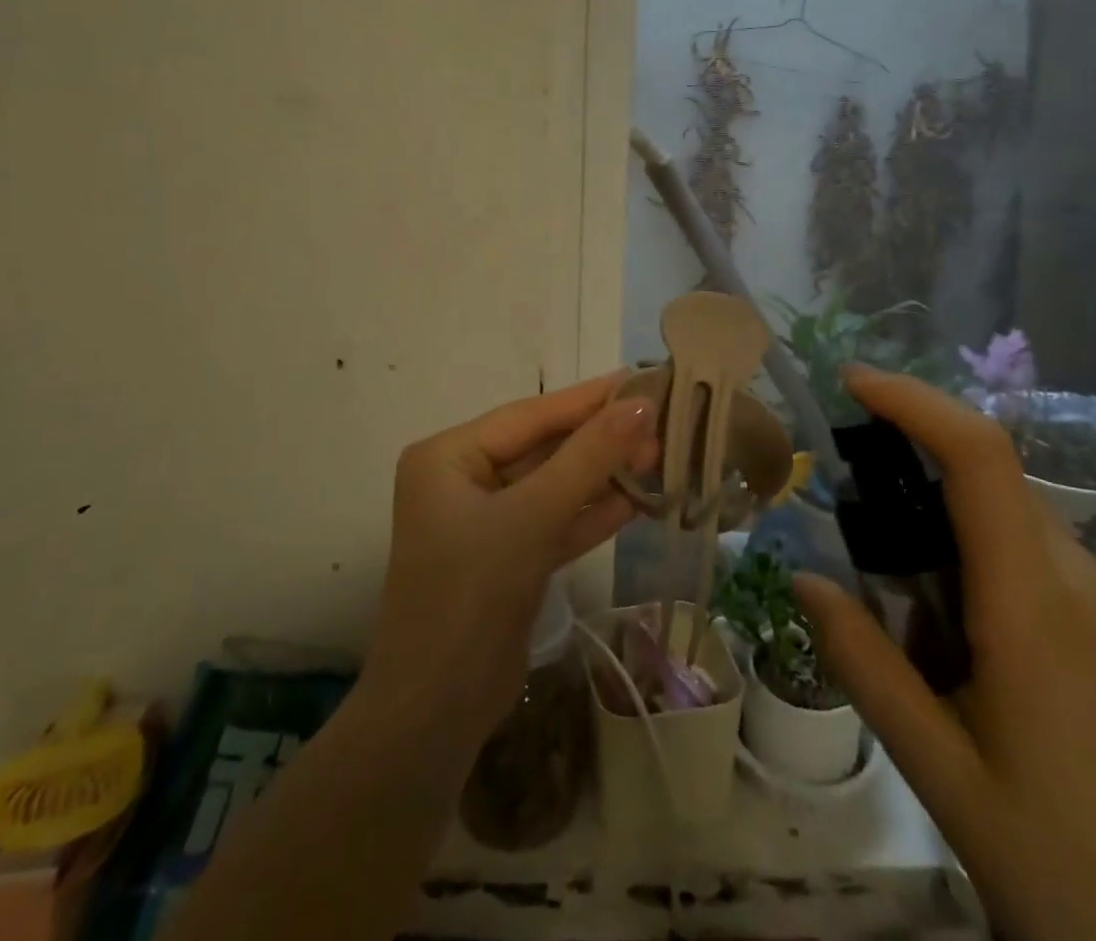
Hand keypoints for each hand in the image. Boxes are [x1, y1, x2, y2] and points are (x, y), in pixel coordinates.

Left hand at [363, 372, 657, 746]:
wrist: (436, 715)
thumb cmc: (472, 594)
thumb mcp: (532, 517)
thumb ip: (587, 459)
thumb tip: (639, 406)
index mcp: (448, 456)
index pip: (529, 416)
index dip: (587, 400)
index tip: (639, 380)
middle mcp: (462, 481)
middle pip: (542, 448)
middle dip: (599, 441)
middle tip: (659, 423)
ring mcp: (485, 522)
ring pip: (552, 486)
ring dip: (601, 476)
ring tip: (658, 456)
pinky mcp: (507, 559)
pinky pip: (553, 523)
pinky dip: (590, 514)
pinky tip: (636, 501)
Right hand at [794, 367, 1095, 940]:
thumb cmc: (1067, 873)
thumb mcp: (940, 771)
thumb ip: (863, 663)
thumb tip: (800, 578)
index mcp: (1037, 606)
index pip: (979, 457)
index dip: (913, 401)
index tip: (850, 381)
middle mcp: (1083, 584)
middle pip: (990, 480)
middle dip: (911, 465)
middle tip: (845, 511)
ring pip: (1009, 521)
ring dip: (940, 524)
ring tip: (890, 596)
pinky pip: (1034, 563)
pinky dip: (975, 563)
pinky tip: (950, 640)